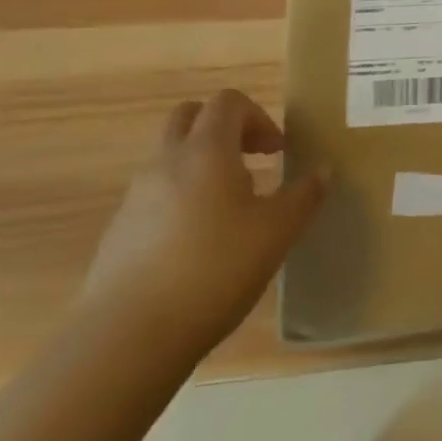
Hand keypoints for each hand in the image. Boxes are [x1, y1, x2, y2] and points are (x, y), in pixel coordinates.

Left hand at [81, 90, 327, 359]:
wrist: (127, 339)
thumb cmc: (214, 270)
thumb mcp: (277, 232)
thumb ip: (304, 196)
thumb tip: (323, 170)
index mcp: (206, 150)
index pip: (228, 102)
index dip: (258, 117)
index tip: (277, 151)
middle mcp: (166, 161)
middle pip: (190, 116)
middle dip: (223, 128)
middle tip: (250, 159)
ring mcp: (135, 197)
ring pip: (169, 157)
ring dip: (200, 165)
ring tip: (229, 209)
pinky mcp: (117, 233)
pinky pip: (153, 196)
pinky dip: (178, 200)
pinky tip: (197, 245)